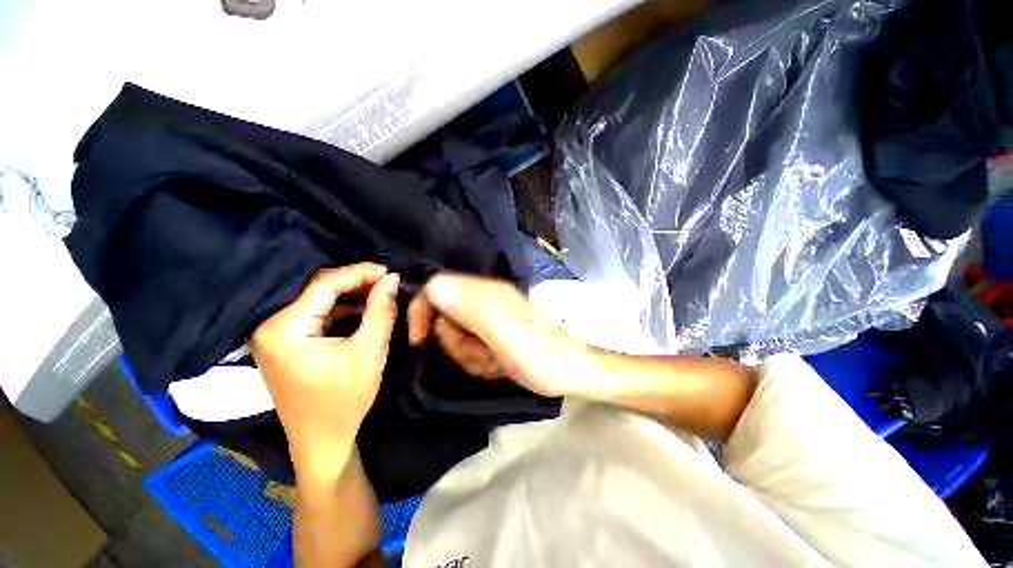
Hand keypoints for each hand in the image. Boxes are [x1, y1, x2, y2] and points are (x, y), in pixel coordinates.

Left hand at [248, 263, 399, 476]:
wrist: (322, 440)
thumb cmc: (345, 399)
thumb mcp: (369, 352)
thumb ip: (381, 311)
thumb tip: (391, 279)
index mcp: (283, 329)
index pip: (324, 284)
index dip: (359, 273)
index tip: (388, 271)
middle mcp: (269, 326)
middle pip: (318, 289)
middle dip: (356, 283)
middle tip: (387, 282)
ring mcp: (274, 334)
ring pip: (318, 300)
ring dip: (351, 295)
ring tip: (380, 293)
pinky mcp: (284, 342)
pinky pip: (315, 314)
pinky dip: (341, 309)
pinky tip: (364, 309)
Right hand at [407, 273, 590, 396]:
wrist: (571, 370)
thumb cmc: (539, 353)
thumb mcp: (502, 332)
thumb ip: (469, 308)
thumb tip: (433, 285)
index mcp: (484, 292)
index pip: (437, 288)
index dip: (422, 310)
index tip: (419, 339)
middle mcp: (484, 301)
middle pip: (444, 318)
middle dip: (456, 344)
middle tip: (481, 355)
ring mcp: (489, 319)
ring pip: (457, 339)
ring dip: (470, 357)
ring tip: (495, 362)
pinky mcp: (493, 337)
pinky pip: (471, 351)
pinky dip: (480, 363)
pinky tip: (499, 366)